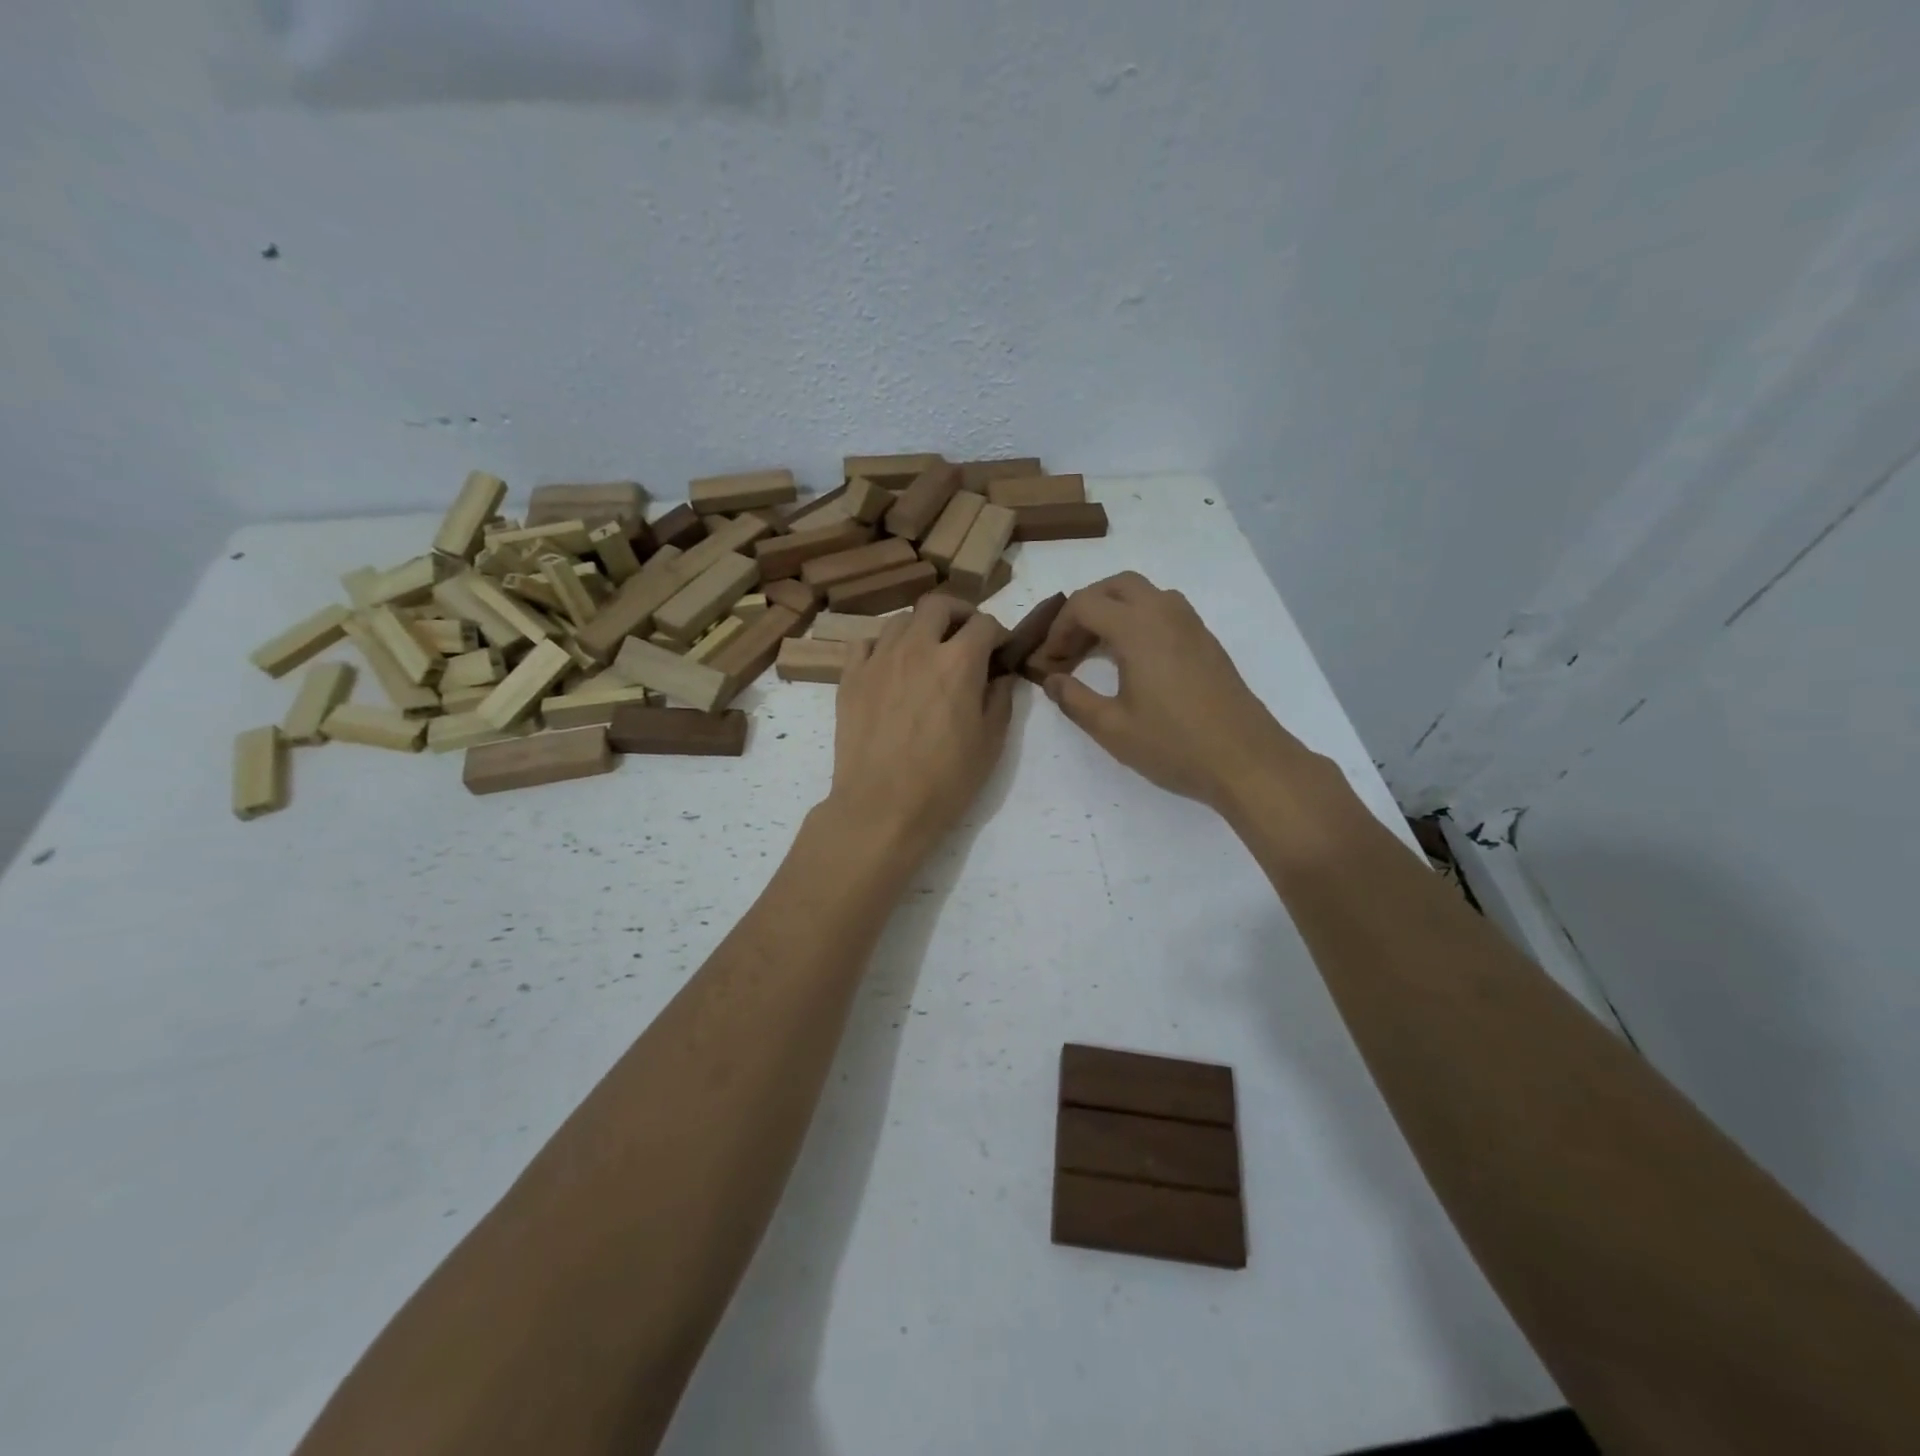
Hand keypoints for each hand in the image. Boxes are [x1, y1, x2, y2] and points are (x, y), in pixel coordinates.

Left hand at [824, 594, 1013, 858]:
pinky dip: (882, 647)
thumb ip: (1000, 699)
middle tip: (965, 638)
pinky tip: (890, 669)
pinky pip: (865, 643)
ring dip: (920, 629)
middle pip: (937, 605)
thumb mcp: (990, 743)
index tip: (1000, 650)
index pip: (984, 623)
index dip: (998, 633)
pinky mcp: (850, 678)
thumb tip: (1000, 675)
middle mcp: (917, 648)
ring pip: (900, 621)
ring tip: (927, 654)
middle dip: (958, 614)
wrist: (881, 808)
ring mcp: (878, 660)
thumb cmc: (945, 782)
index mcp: (958, 662)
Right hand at [1028, 572, 1316, 812]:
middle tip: (1070, 646)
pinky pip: (1165, 611)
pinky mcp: (1207, 642)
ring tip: (1097, 650)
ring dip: (1114, 611)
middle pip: (1116, 586)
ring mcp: (1191, 625)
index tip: (1050, 661)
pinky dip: (1139, 621)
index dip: (1058, 628)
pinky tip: (1133, 661)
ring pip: (1145, 594)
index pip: (1085, 604)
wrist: (1246, 760)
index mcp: (1138, 628)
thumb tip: (1051, 679)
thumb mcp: (1112, 728)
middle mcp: (1165, 613)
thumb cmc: (1174, 745)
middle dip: (1085, 608)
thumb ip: (1074, 699)